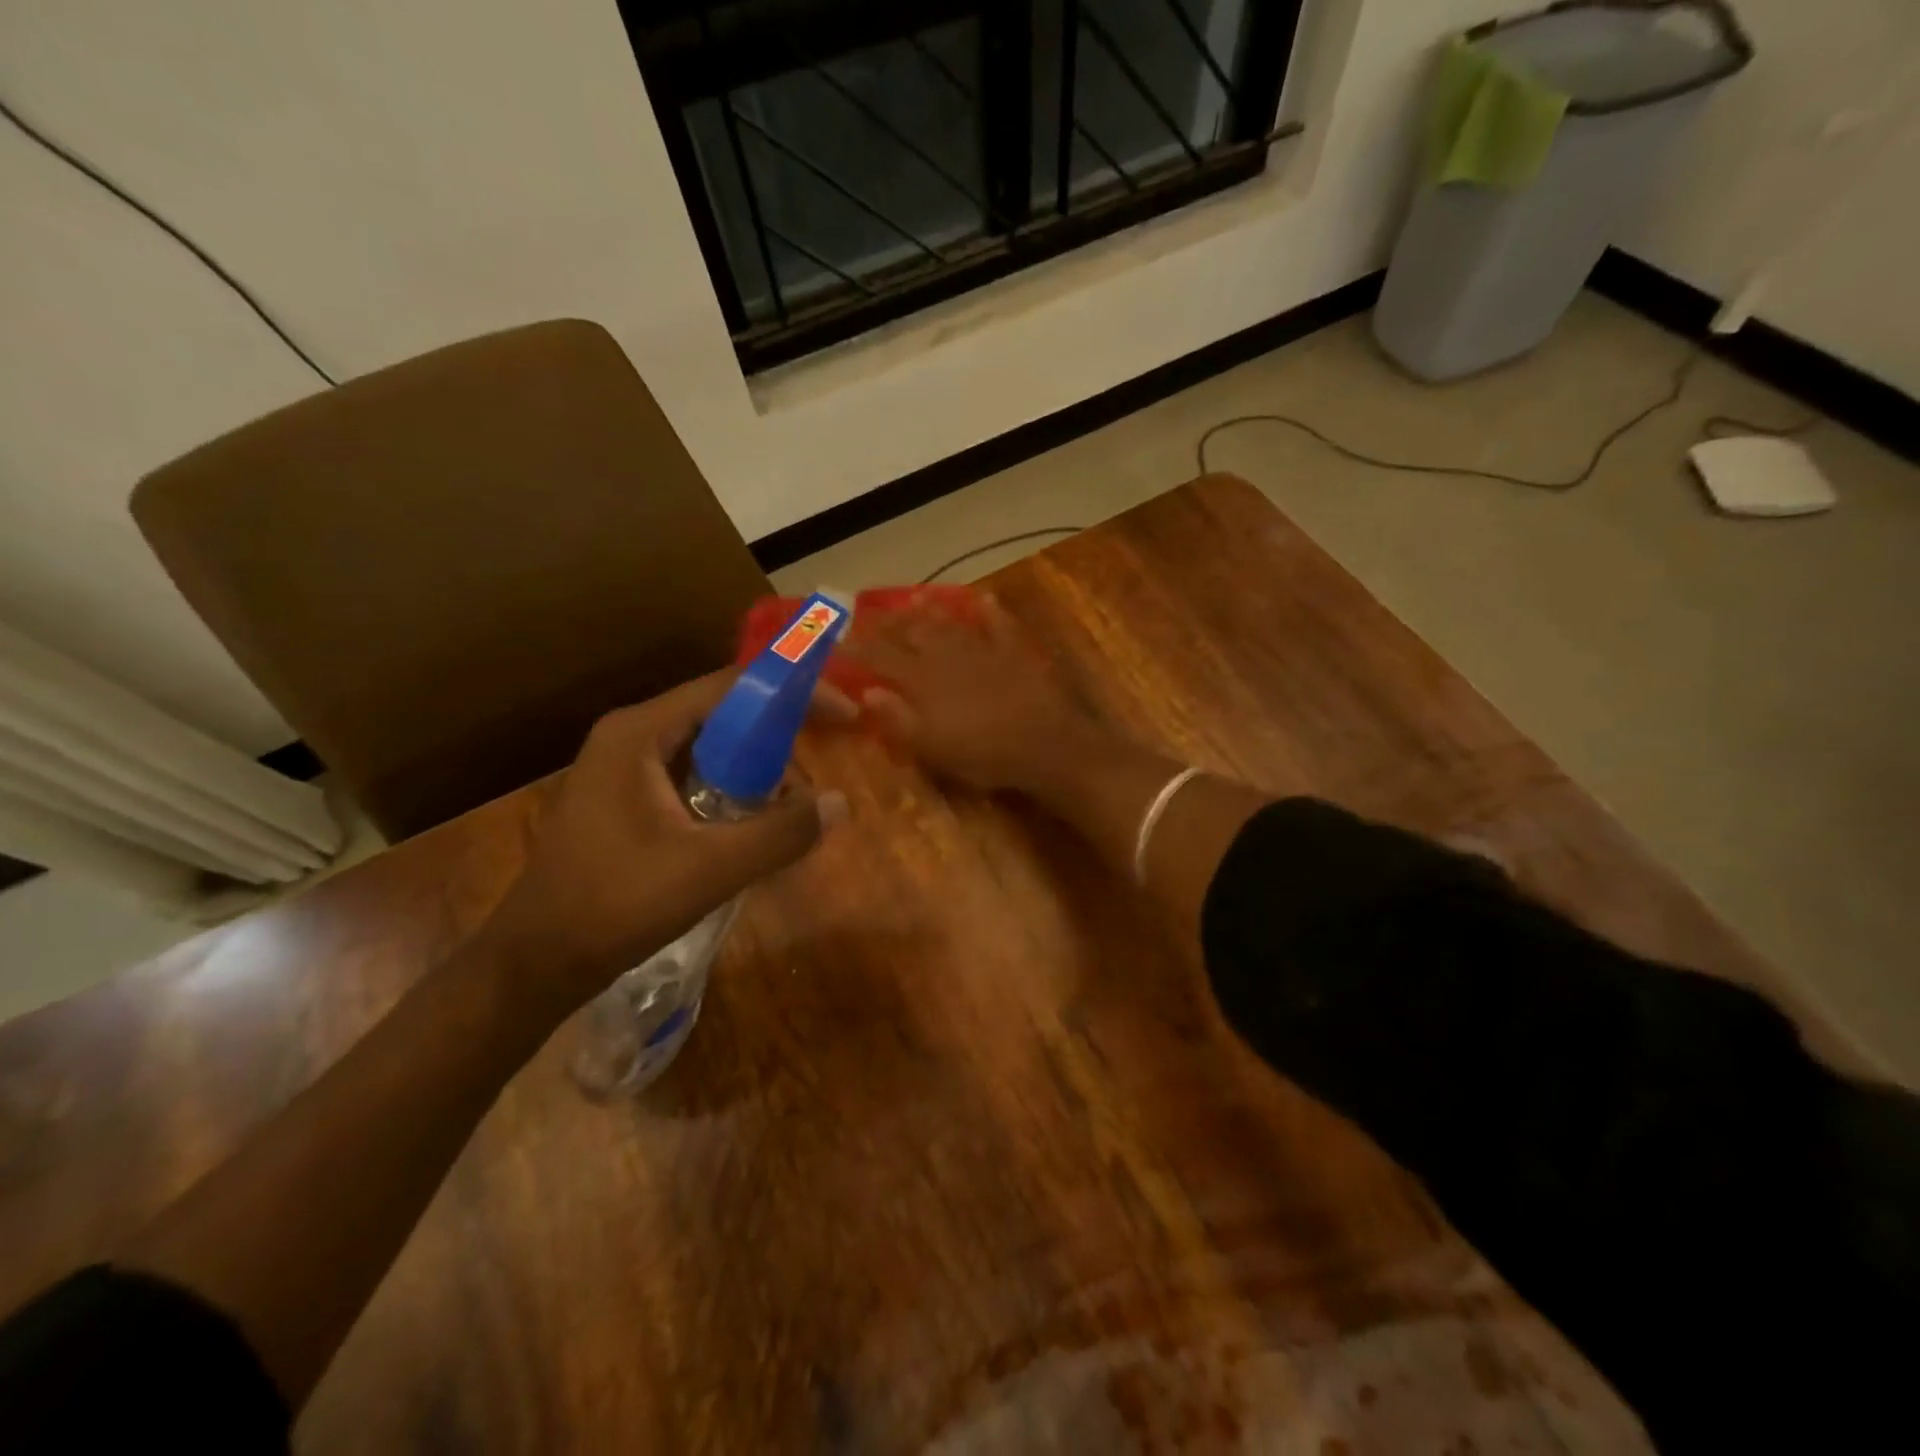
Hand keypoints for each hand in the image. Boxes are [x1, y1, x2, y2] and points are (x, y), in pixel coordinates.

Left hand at [478, 671, 851, 1015]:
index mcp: (640, 733)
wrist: (534, 964)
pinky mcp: (627, 801)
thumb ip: (780, 833)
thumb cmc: (615, 905)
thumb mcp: (709, 869)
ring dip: (757, 774)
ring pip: (711, 751)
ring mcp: (625, 769)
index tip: (844, 714)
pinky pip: (694, 779)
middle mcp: (631, 737)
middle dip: (778, 743)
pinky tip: (752, 830)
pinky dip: (731, 794)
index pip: (731, 687)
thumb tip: (841, 803)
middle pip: (723, 716)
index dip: (793, 694)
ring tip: (787, 816)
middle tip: (813, 784)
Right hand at [845, 595, 1096, 793]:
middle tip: (868, 614)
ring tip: (912, 598)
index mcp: (923, 680)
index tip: (835, 640)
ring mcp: (983, 650)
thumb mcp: (932, 748)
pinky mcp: (1015, 652)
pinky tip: (983, 599)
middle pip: (912, 633)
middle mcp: (948, 656)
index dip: (856, 649)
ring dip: (930, 609)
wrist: (1046, 744)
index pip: (880, 658)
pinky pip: (999, 624)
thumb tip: (867, 691)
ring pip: (950, 622)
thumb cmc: (983, 754)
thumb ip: (898, 719)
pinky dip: (989, 611)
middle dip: (887, 623)